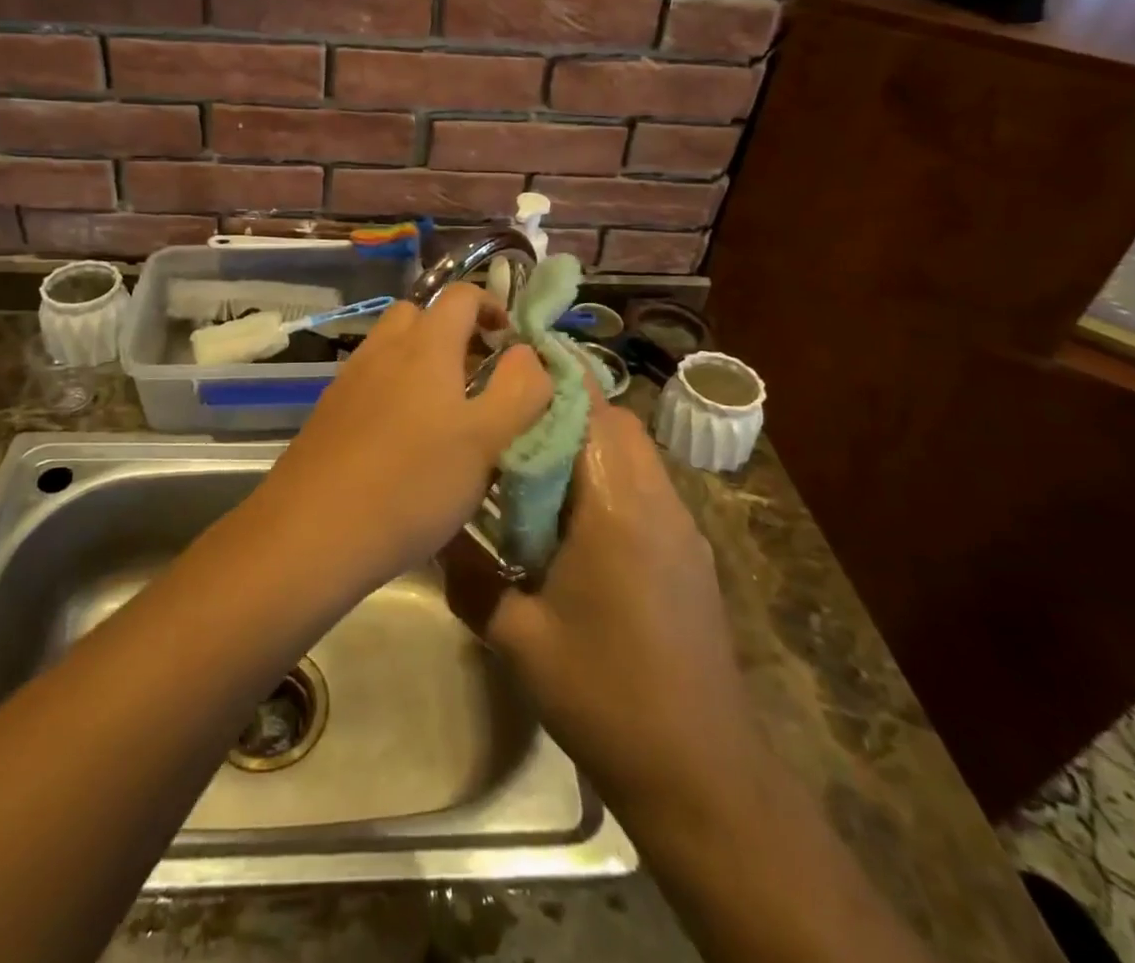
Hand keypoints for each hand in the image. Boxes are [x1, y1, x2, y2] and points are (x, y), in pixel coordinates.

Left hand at [259, 284, 551, 589]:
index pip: (461, 295)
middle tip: (477, 374)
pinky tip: (402, 440)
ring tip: (444, 412)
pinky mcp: (328, 412)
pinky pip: (369, 381)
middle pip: (419, 314)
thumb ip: (519, 390)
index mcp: (425, 346)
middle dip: (452, 330)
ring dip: (420, 361)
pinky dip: (392, 390)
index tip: (511, 339)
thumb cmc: (411, 483)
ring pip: (390, 348)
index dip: (491, 305)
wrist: (311, 532)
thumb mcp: (486, 441)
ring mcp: (348, 380)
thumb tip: (528, 352)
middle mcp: (382, 350)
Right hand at [447, 400, 755, 813]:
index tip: (507, 362)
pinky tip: (569, 511)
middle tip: (507, 414)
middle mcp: (656, 500)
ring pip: (632, 450)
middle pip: (614, 421)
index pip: (589, 410)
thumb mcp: (519, 639)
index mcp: (616, 506)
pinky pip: (643, 484)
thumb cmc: (605, 695)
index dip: (550, 377)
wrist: (702, 772)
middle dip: (563, 405)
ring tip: (530, 457)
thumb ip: (470, 578)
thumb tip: (432, 537)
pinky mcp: (687, 551)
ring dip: (586, 439)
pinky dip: (605, 473)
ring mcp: (679, 525)